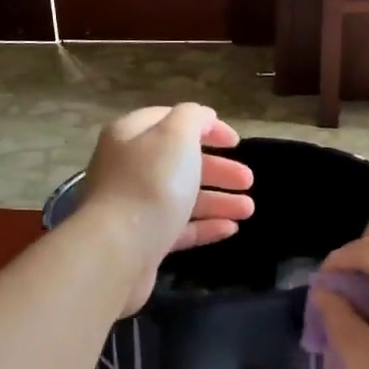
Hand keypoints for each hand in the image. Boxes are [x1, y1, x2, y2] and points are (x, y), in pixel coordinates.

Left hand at [78, 104, 254, 313]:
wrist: (119, 250)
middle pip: (179, 163)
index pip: (169, 121)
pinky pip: (177, 229)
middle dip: (217, 169)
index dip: (206, 127)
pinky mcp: (141, 242)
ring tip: (249, 210)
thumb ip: (193, 118)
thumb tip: (203, 118)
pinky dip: (204, 226)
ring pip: (181, 197)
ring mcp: (133, 207)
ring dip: (218, 201)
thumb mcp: (176, 136)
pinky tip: (230, 229)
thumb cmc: (151, 184)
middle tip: (248, 180)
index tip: (236, 143)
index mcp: (130, 136)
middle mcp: (128, 168)